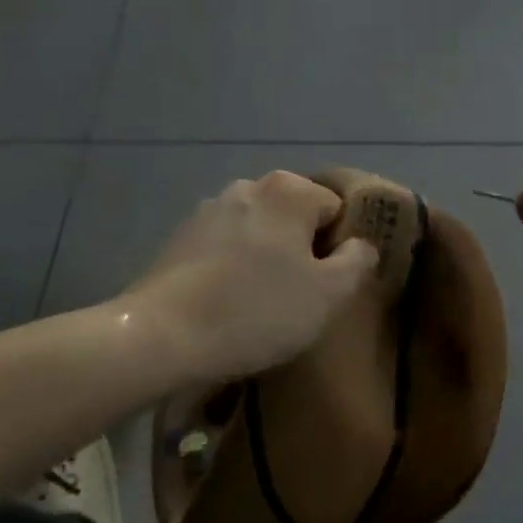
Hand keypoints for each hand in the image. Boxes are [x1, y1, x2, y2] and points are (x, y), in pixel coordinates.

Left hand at [123, 172, 379, 384]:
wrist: (162, 336)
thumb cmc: (257, 311)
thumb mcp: (329, 295)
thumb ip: (358, 261)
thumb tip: (359, 245)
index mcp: (289, 190)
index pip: (336, 209)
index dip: (338, 248)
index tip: (327, 285)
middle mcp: (249, 186)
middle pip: (295, 217)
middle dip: (302, 250)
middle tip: (298, 297)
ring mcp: (209, 209)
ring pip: (259, 232)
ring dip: (267, 258)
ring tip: (260, 303)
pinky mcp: (180, 236)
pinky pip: (225, 247)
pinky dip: (233, 267)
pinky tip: (227, 302)